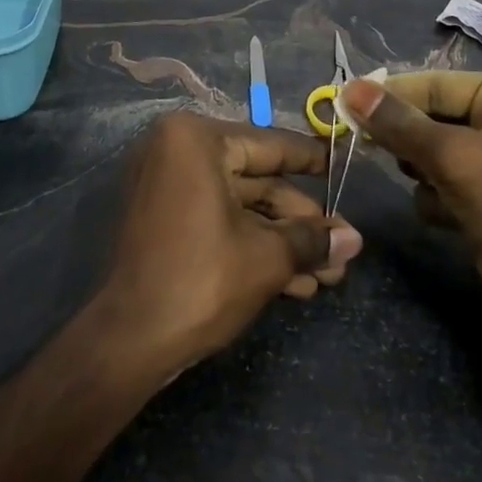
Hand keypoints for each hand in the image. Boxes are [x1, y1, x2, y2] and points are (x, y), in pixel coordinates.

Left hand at [100, 112, 363, 375]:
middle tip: (341, 250)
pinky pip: (216, 221)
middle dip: (301, 224)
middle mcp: (176, 151)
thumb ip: (312, 240)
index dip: (313, 160)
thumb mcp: (267, 257)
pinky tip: (294, 283)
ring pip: (240, 207)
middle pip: (257, 182)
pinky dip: (251, 245)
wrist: (128, 341)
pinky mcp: (162, 221)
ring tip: (328, 277)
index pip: (270, 145)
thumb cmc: (201, 280)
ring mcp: (165, 187)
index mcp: (196, 140)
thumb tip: (354, 239)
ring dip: (283, 242)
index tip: (344, 165)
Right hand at [341, 73, 481, 348]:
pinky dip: (435, 199)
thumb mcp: (456, 157)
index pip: (437, 84)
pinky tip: (445, 216)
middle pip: (433, 118)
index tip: (344, 103)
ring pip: (432, 154)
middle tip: (366, 144)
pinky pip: (442, 186)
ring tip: (427, 184)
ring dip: (421, 171)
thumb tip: (349, 89)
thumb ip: (400, 124)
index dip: (392, 94)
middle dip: (406, 137)